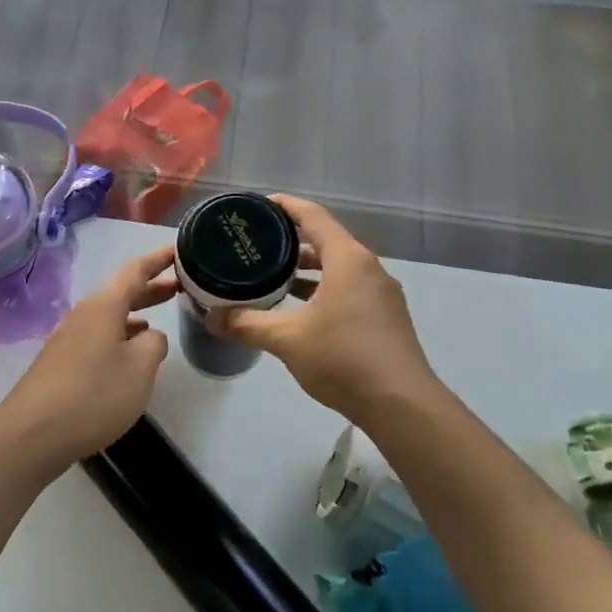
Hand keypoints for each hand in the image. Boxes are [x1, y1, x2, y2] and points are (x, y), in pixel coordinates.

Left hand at [0, 246, 177, 474]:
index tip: (178, 250)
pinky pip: (98, 337)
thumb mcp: (140, 368)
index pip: (135, 271)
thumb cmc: (94, 393)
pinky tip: (128, 352)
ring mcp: (69, 339)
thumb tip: (149, 336)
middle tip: (179, 285)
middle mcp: (84, 315)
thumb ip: (154, 344)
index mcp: (104, 306)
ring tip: (158, 318)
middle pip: (120, 292)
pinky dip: (120, 335)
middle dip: (149, 287)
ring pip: (109, 316)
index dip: (157, 260)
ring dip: (135, 313)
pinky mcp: (62, 364)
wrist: (34, 432)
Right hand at [209, 196, 439, 424]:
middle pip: (326, 240)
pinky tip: (299, 308)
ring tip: (271, 274)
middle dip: (290, 240)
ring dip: (306, 268)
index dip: (285, 206)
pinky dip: (321, 288)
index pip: (313, 216)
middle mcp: (368, 268)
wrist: (401, 405)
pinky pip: (348, 288)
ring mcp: (381, 294)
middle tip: (256, 244)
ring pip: (338, 267)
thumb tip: (211, 318)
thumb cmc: (343, 359)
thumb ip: (247, 324)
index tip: (257, 206)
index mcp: (348, 259)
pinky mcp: (384, 318)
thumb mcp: (287, 339)